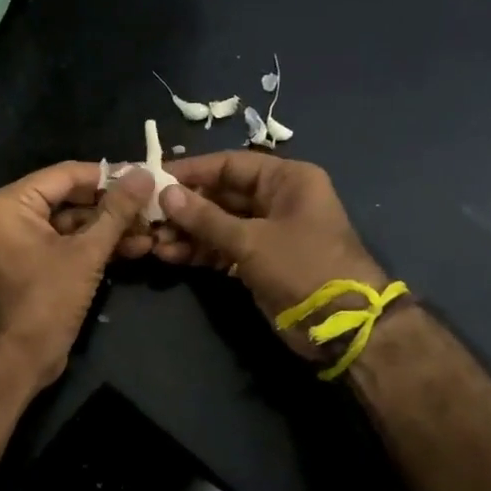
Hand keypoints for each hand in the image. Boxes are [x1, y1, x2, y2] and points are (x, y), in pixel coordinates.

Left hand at [0, 161, 154, 391]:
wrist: (19, 360)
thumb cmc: (46, 300)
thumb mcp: (86, 253)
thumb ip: (116, 211)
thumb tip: (143, 174)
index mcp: (12, 203)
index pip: (66, 174)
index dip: (108, 175)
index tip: (145, 174)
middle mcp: (12, 215)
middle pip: (71, 198)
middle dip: (114, 205)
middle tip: (153, 203)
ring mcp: (23, 241)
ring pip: (74, 224)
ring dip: (111, 228)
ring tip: (153, 229)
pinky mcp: (36, 264)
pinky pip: (69, 244)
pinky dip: (98, 246)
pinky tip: (137, 247)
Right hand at [152, 153, 387, 360]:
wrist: (341, 326)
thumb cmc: (303, 267)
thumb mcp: (251, 240)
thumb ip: (206, 218)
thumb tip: (166, 194)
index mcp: (287, 180)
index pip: (230, 164)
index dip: (192, 171)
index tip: (155, 179)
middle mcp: (277, 199)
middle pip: (221, 194)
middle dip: (185, 207)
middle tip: (148, 215)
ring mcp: (267, 232)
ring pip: (218, 223)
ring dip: (187, 232)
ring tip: (153, 240)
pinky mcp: (259, 260)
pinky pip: (222, 247)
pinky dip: (199, 251)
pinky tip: (169, 255)